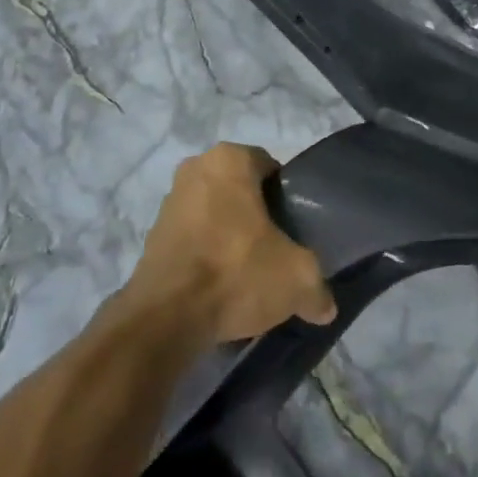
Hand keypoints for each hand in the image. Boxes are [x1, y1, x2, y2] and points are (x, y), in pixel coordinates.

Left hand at [128, 143, 336, 344]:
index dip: (286, 197)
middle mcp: (195, 168)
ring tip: (248, 272)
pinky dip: (206, 254)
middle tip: (275, 249)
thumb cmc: (236, 272)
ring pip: (214, 213)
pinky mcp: (152, 236)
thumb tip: (325, 307)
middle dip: (257, 215)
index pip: (270, 167)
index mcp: (230, 159)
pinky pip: (192, 238)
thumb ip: (317, 287)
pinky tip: (221, 286)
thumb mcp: (297, 278)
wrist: (166, 318)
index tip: (294, 228)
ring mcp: (169, 201)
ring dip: (229, 235)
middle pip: (240, 189)